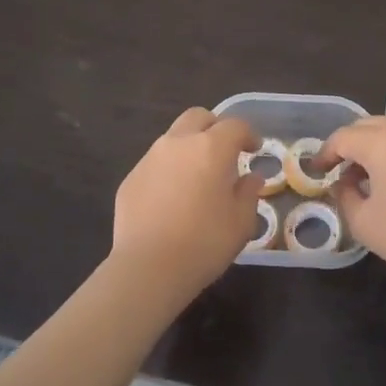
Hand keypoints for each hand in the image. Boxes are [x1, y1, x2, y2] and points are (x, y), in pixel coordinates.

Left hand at [111, 108, 263, 296]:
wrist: (148, 267)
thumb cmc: (204, 242)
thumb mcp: (241, 222)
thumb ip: (248, 193)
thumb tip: (251, 178)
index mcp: (211, 148)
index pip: (235, 126)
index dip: (248, 134)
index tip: (254, 149)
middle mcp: (178, 143)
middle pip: (198, 117)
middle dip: (214, 127)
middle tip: (224, 152)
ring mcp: (149, 159)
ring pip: (173, 138)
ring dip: (189, 148)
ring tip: (197, 177)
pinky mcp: (130, 179)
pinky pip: (154, 164)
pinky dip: (168, 170)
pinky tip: (171, 199)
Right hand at [319, 117, 385, 290]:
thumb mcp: (363, 222)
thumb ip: (343, 195)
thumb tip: (342, 183)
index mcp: (383, 142)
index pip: (343, 138)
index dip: (325, 153)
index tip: (317, 171)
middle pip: (367, 127)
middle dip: (348, 145)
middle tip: (338, 170)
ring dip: (372, 148)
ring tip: (365, 177)